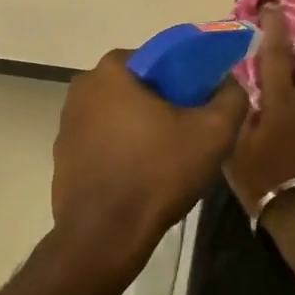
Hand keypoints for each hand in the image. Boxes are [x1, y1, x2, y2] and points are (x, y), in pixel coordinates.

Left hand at [51, 49, 247, 275]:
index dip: (187, 76)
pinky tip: (143, 175)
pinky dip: (123, 149)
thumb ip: (231, 96)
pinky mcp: (63, 156)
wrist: (104, 237)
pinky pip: (103, 141)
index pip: (160, 57)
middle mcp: (82, 88)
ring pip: (120, 114)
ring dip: (143, 127)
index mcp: (112, 70)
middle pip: (139, 85)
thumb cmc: (158, 173)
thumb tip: (229, 82)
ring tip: (169, 156)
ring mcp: (67, 124)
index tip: (204, 102)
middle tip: (191, 129)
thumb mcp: (214, 133)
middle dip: (165, 102)